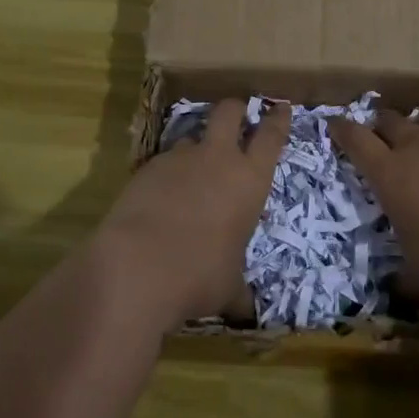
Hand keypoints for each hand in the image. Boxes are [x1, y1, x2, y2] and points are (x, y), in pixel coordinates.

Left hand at [96, 99, 289, 326]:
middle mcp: (217, 159)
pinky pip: (164, 161)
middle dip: (236, 108)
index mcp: (249, 180)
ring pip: (192, 136)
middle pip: (229, 112)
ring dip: (197, 147)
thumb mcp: (228, 287)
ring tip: (192, 170)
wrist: (137, 266)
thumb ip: (239, 289)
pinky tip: (161, 198)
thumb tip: (245, 310)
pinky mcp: (147, 167)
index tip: (281, 107)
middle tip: (238, 113)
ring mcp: (179, 159)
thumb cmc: (199, 276)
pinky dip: (167, 174)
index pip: (271, 137)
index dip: (278, 119)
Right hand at [329, 109, 418, 308]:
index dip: (341, 129)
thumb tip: (391, 289)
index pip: (356, 140)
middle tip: (379, 137)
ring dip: (417, 127)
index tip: (333, 124)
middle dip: (379, 126)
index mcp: (390, 175)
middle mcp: (416, 148)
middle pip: (389, 121)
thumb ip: (399, 280)